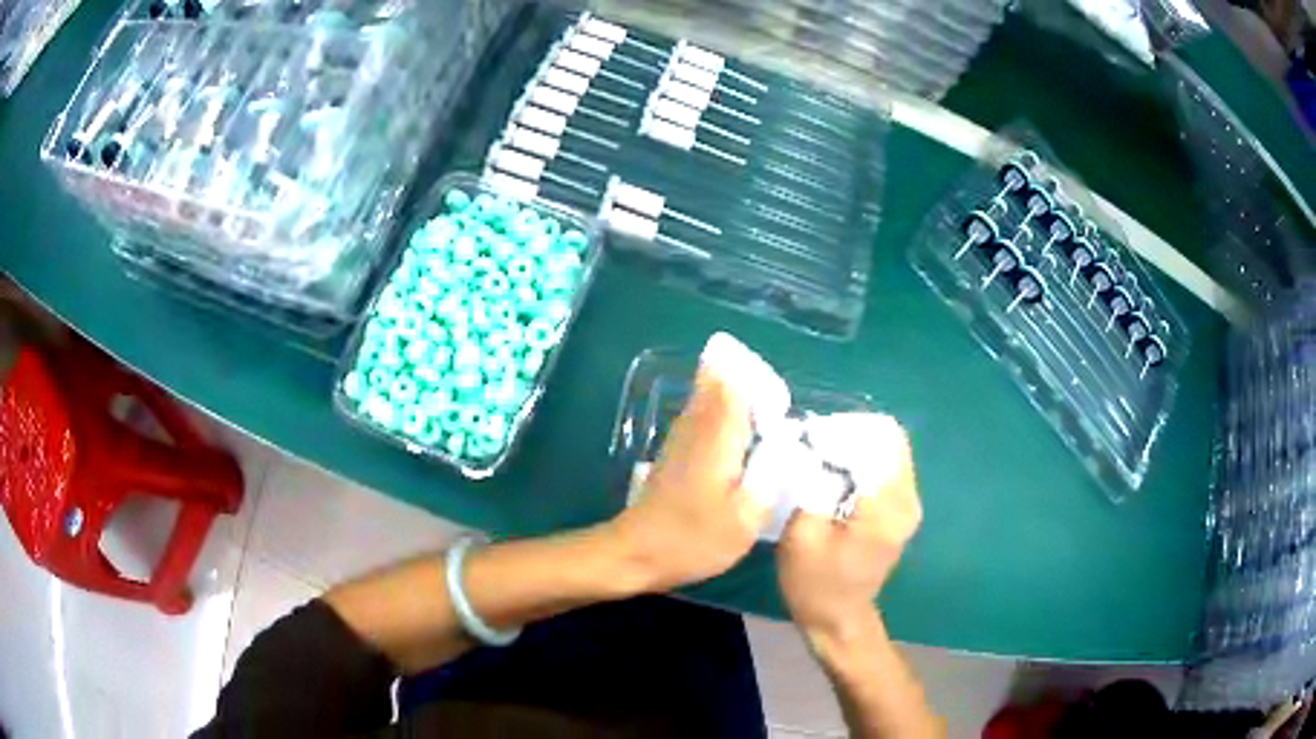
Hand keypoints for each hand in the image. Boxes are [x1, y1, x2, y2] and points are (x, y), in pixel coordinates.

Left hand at [609, 356, 771, 591]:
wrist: (635, 553)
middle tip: (771, 397)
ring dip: (726, 395)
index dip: (755, 381)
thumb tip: (789, 451)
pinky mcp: (671, 457)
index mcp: (717, 441)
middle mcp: (696, 431)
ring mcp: (679, 442)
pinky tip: (731, 435)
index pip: (733, 391)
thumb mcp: (744, 521)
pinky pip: (697, 419)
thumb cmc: (692, 540)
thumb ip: (770, 482)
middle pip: (714, 387)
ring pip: (702, 402)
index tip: (778, 392)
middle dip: (740, 381)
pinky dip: (714, 415)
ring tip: (757, 410)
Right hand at [776, 415, 920, 639]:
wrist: (836, 617)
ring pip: (888, 451)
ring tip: (822, 460)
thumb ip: (810, 484)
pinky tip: (835, 476)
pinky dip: (862, 462)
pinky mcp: (902, 509)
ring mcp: (908, 504)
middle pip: (888, 441)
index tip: (812, 442)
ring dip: (856, 448)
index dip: (843, 433)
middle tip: (814, 447)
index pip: (878, 442)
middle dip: (850, 436)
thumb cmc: (814, 582)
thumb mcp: (801, 535)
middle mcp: (907, 500)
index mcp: (886, 507)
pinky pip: (887, 467)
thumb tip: (812, 445)